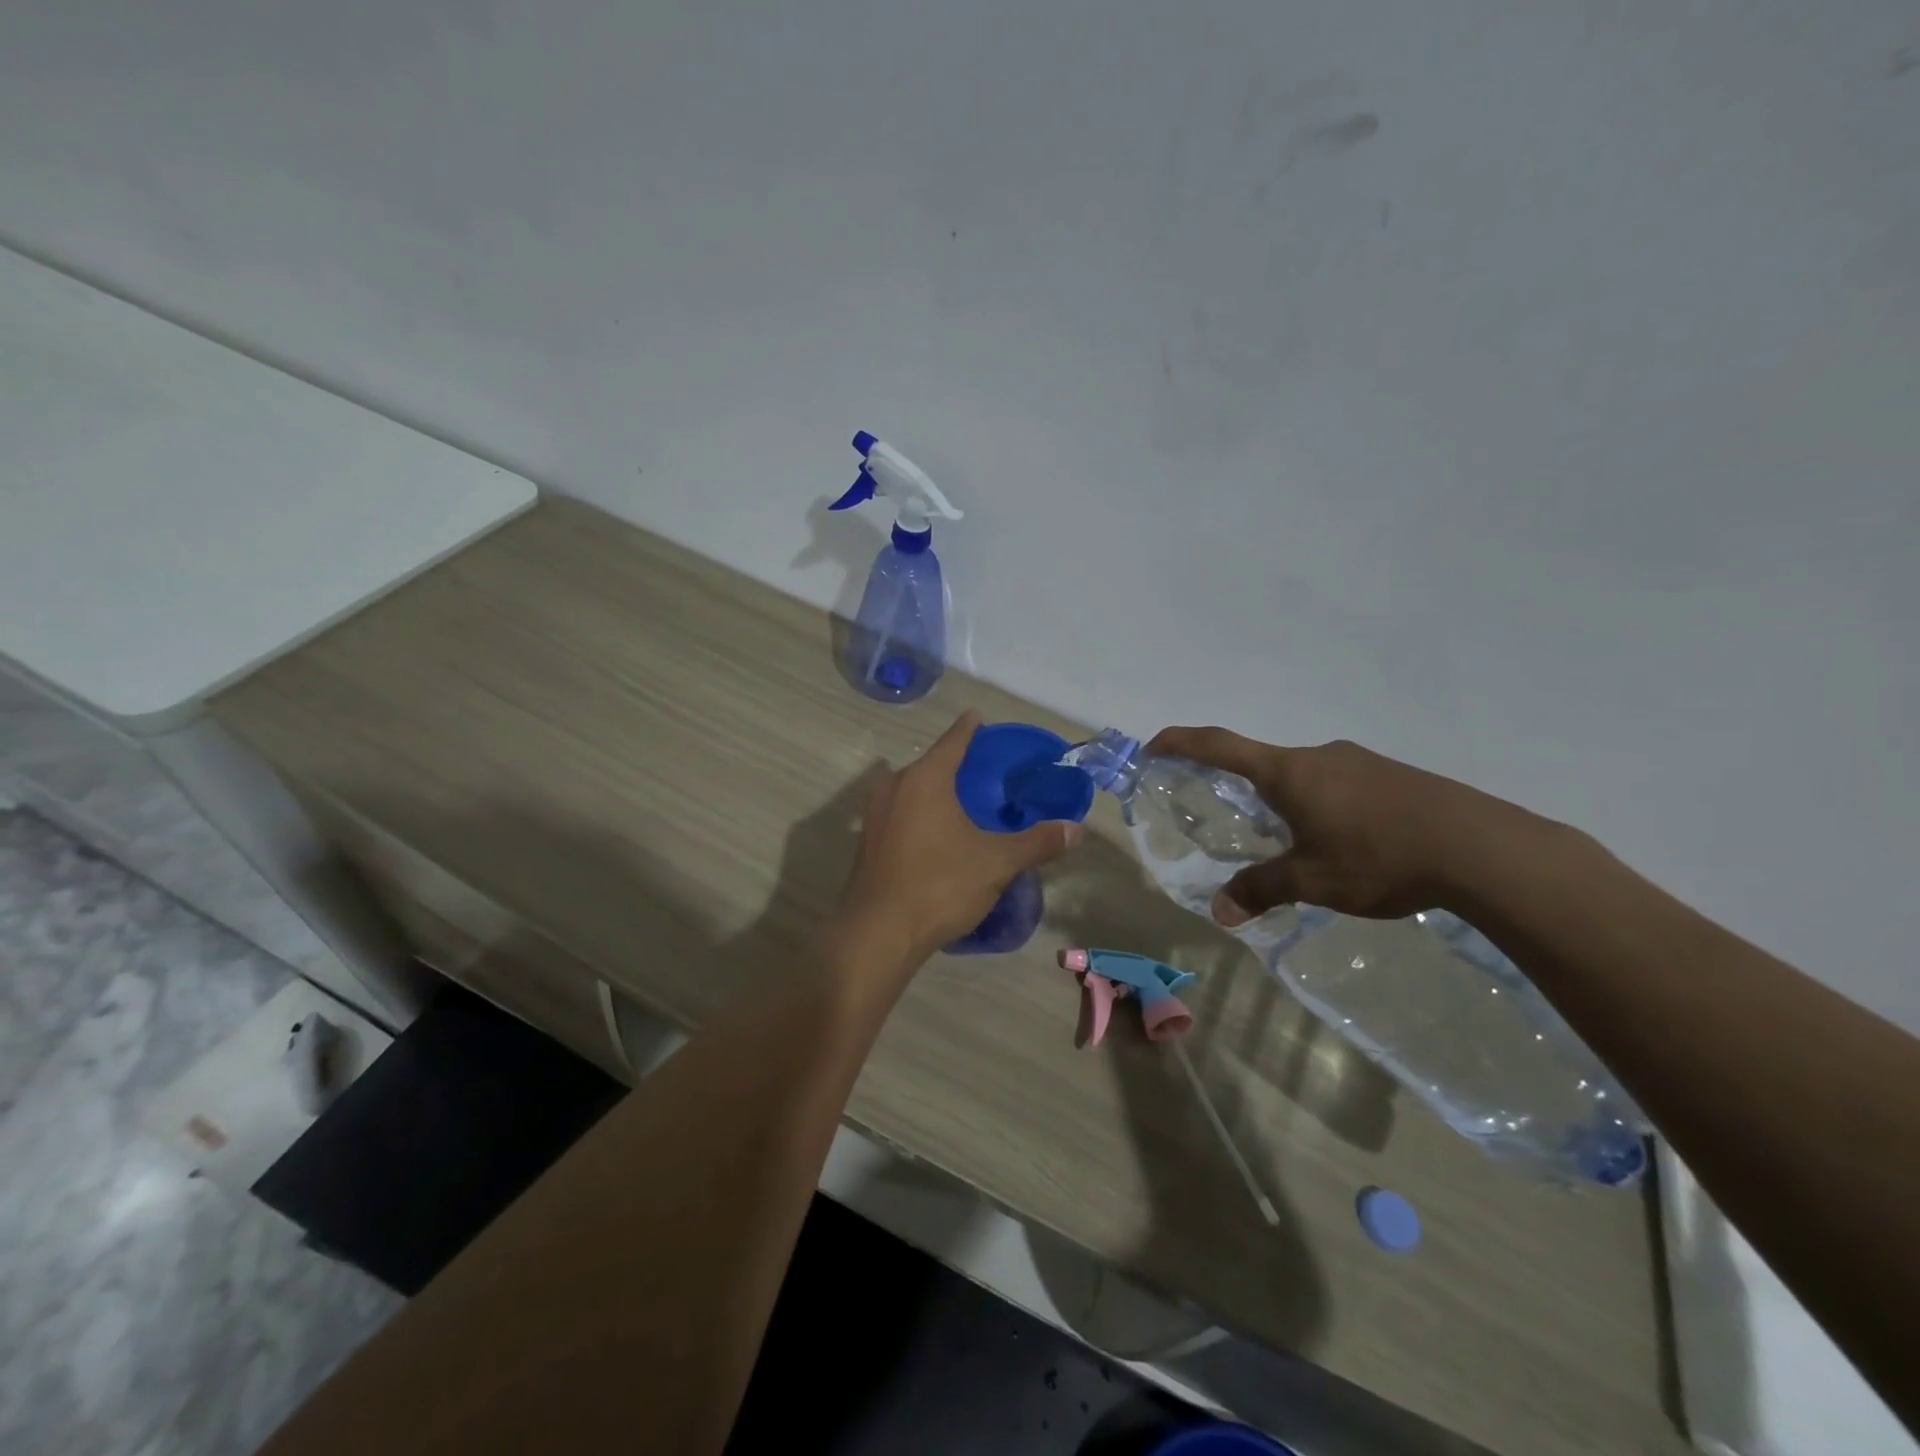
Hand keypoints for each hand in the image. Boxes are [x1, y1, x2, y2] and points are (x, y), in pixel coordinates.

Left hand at [834, 710, 1084, 964]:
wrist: (878, 934)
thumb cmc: (939, 885)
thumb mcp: (996, 863)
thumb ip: (1037, 842)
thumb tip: (1077, 829)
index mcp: (925, 779)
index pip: (953, 742)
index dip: (969, 728)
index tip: (978, 716)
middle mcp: (894, 787)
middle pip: (929, 765)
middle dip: (954, 763)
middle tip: (983, 769)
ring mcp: (874, 815)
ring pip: (911, 790)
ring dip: (934, 791)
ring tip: (962, 802)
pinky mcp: (867, 842)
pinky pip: (899, 813)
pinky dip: (919, 813)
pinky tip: (936, 834)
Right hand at [1146, 727, 1539, 926]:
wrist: (1483, 848)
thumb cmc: (1379, 857)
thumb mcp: (1312, 880)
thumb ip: (1261, 890)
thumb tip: (1220, 912)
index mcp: (1288, 772)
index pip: (1219, 745)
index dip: (1181, 742)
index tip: (1154, 745)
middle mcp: (1319, 756)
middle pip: (1264, 763)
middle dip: (1243, 787)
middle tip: (1237, 820)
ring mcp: (1360, 761)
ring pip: (1306, 776)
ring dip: (1290, 800)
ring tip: (1299, 843)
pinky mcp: (1393, 775)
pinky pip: (1340, 784)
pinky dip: (1325, 805)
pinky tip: (1348, 842)